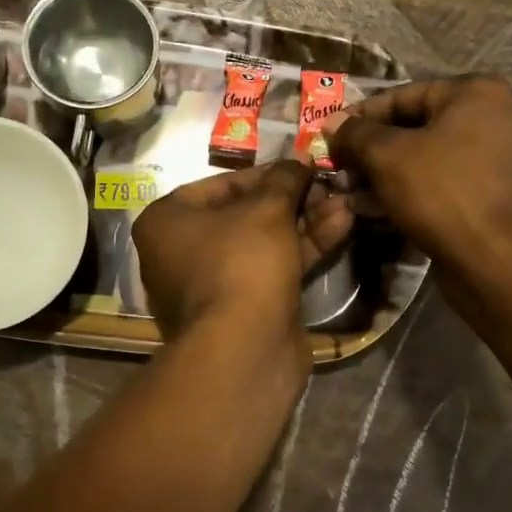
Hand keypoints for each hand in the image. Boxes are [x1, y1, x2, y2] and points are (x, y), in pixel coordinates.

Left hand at [133, 161, 352, 345]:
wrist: (245, 350)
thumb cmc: (242, 264)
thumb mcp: (267, 210)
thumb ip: (284, 180)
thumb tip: (299, 162)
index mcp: (167, 221)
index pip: (220, 184)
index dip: (266, 173)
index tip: (301, 167)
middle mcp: (181, 252)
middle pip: (244, 215)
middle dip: (291, 200)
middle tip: (328, 185)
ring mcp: (212, 284)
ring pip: (263, 243)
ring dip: (305, 222)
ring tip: (345, 203)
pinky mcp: (242, 309)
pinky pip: (271, 269)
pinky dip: (302, 250)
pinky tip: (341, 227)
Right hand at [325, 75, 511, 271]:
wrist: (494, 259)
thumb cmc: (441, 192)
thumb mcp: (386, 156)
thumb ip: (355, 134)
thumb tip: (331, 124)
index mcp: (475, 93)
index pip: (402, 96)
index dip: (360, 117)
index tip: (330, 136)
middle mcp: (493, 117)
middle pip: (415, 127)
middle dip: (372, 149)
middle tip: (338, 167)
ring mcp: (497, 158)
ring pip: (427, 158)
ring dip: (385, 173)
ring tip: (349, 190)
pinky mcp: (492, 194)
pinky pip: (442, 182)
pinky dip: (410, 190)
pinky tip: (374, 207)